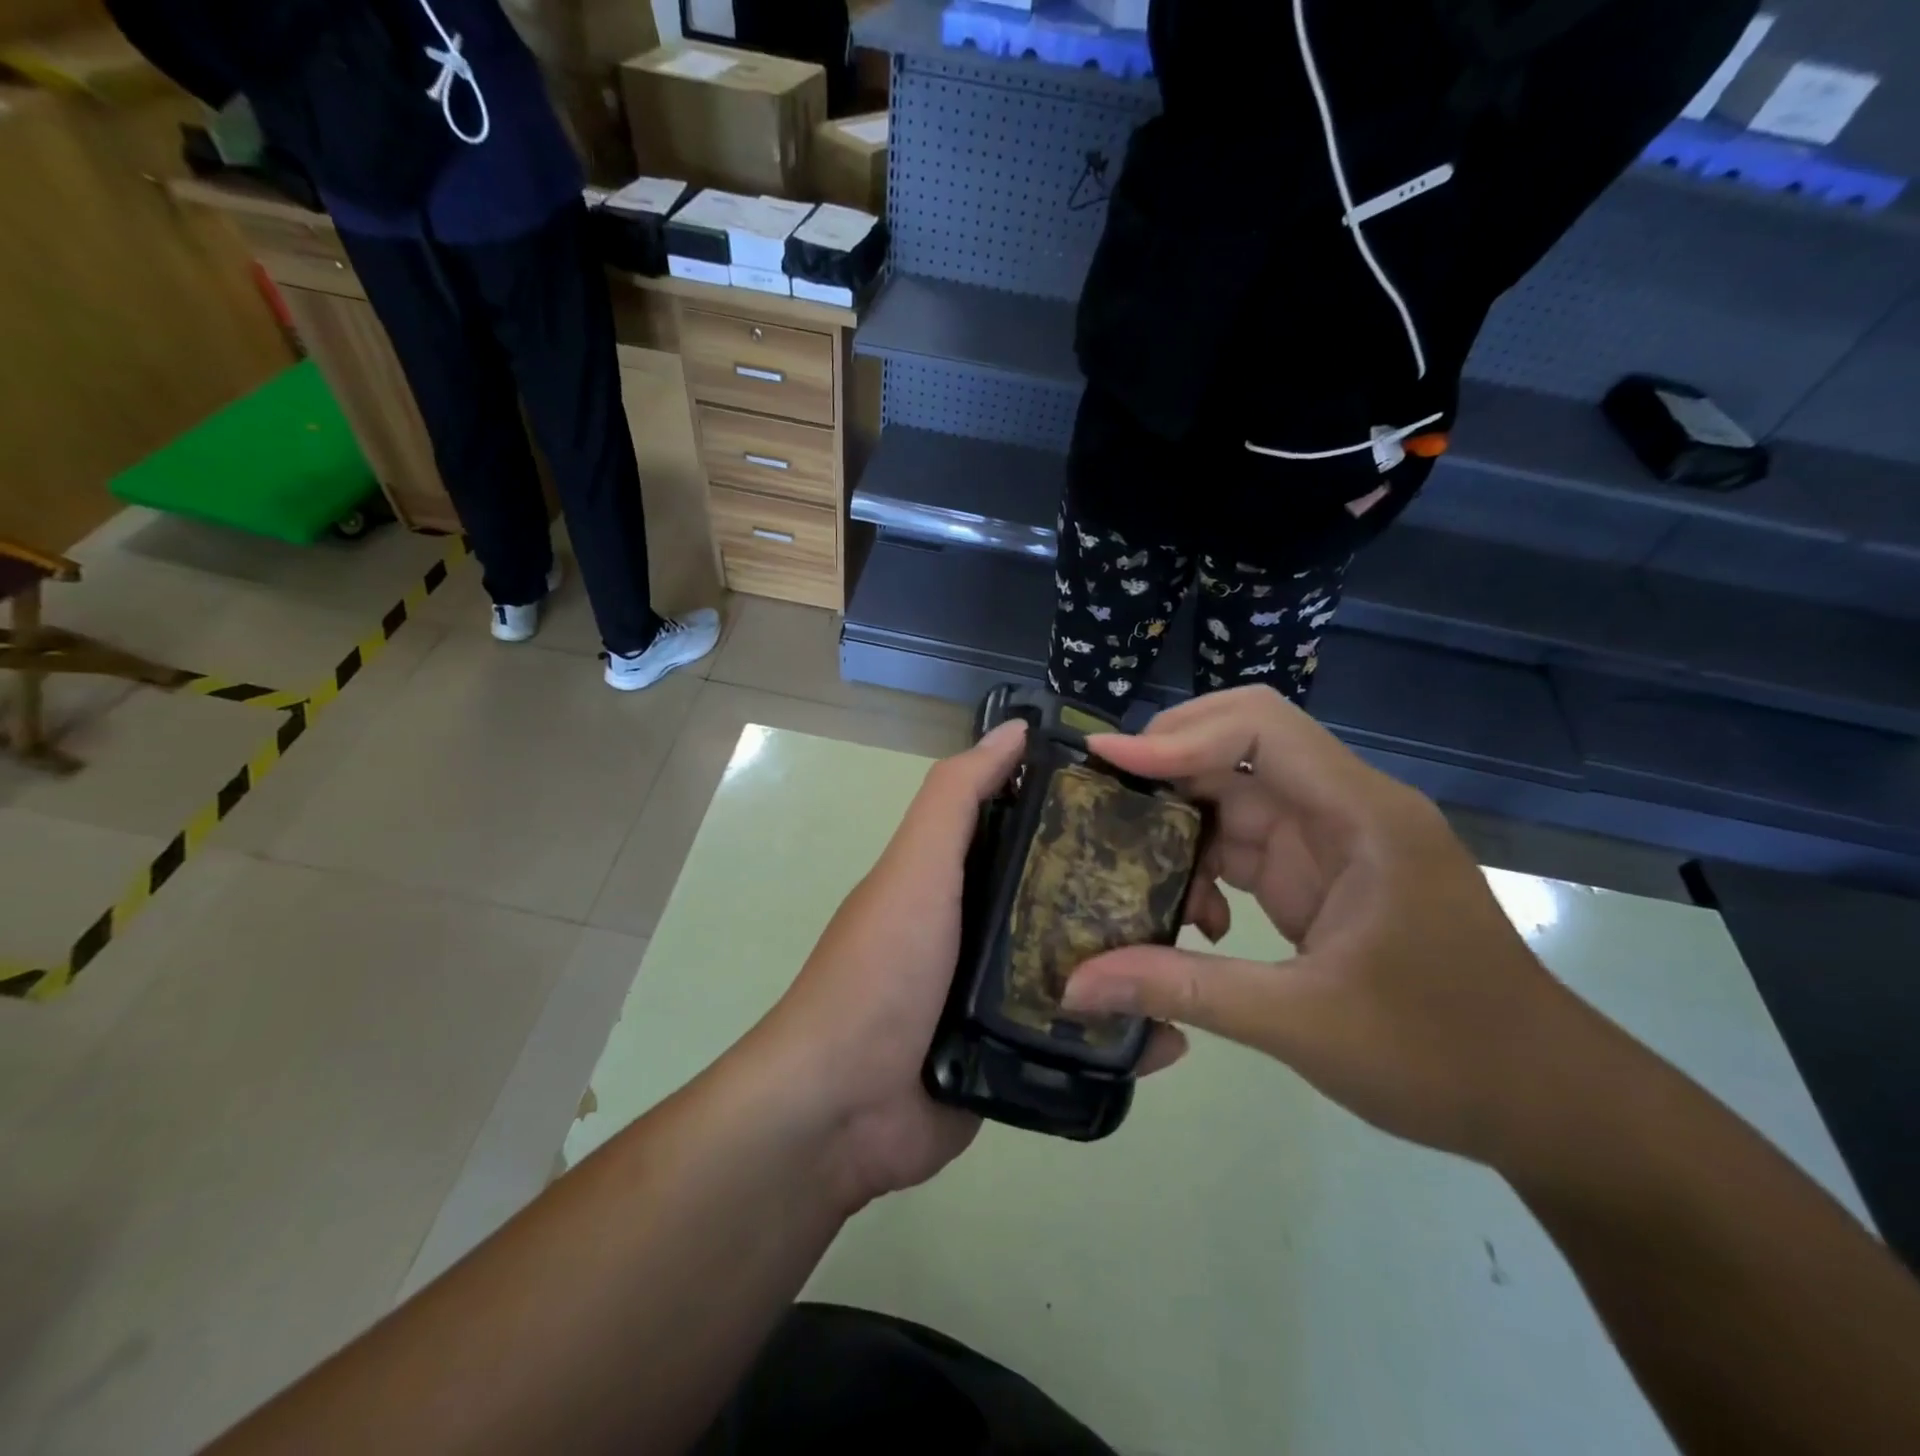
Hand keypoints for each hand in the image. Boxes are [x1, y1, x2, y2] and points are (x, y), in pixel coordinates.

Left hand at [757, 719, 1190, 1209]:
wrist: (842, 1108)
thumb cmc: (882, 970)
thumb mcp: (916, 866)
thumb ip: (957, 796)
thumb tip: (1015, 729)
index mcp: (964, 877)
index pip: (1039, 829)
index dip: (1091, 812)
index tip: (1157, 805)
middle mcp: (987, 927)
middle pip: (1071, 897)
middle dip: (1130, 893)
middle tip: (1201, 893)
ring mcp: (1005, 995)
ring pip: (1085, 968)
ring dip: (1137, 964)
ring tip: (1200, 957)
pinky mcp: (1019, 1056)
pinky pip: (1079, 1037)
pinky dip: (1121, 1035)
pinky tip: (1169, 1038)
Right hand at [1061, 686, 1586, 1164]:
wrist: (1546, 1105)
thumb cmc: (1444, 1055)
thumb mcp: (1301, 1022)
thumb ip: (1184, 989)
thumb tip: (1077, 985)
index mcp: (1360, 816)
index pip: (1260, 729)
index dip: (1177, 734)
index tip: (1105, 763)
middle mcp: (1345, 809)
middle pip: (1238, 750)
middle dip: (1165, 772)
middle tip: (1099, 805)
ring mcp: (1334, 842)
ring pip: (1235, 799)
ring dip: (1181, 829)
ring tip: (1129, 870)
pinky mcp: (1323, 876)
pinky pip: (1246, 846)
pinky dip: (1206, 870)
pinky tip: (1192, 922)